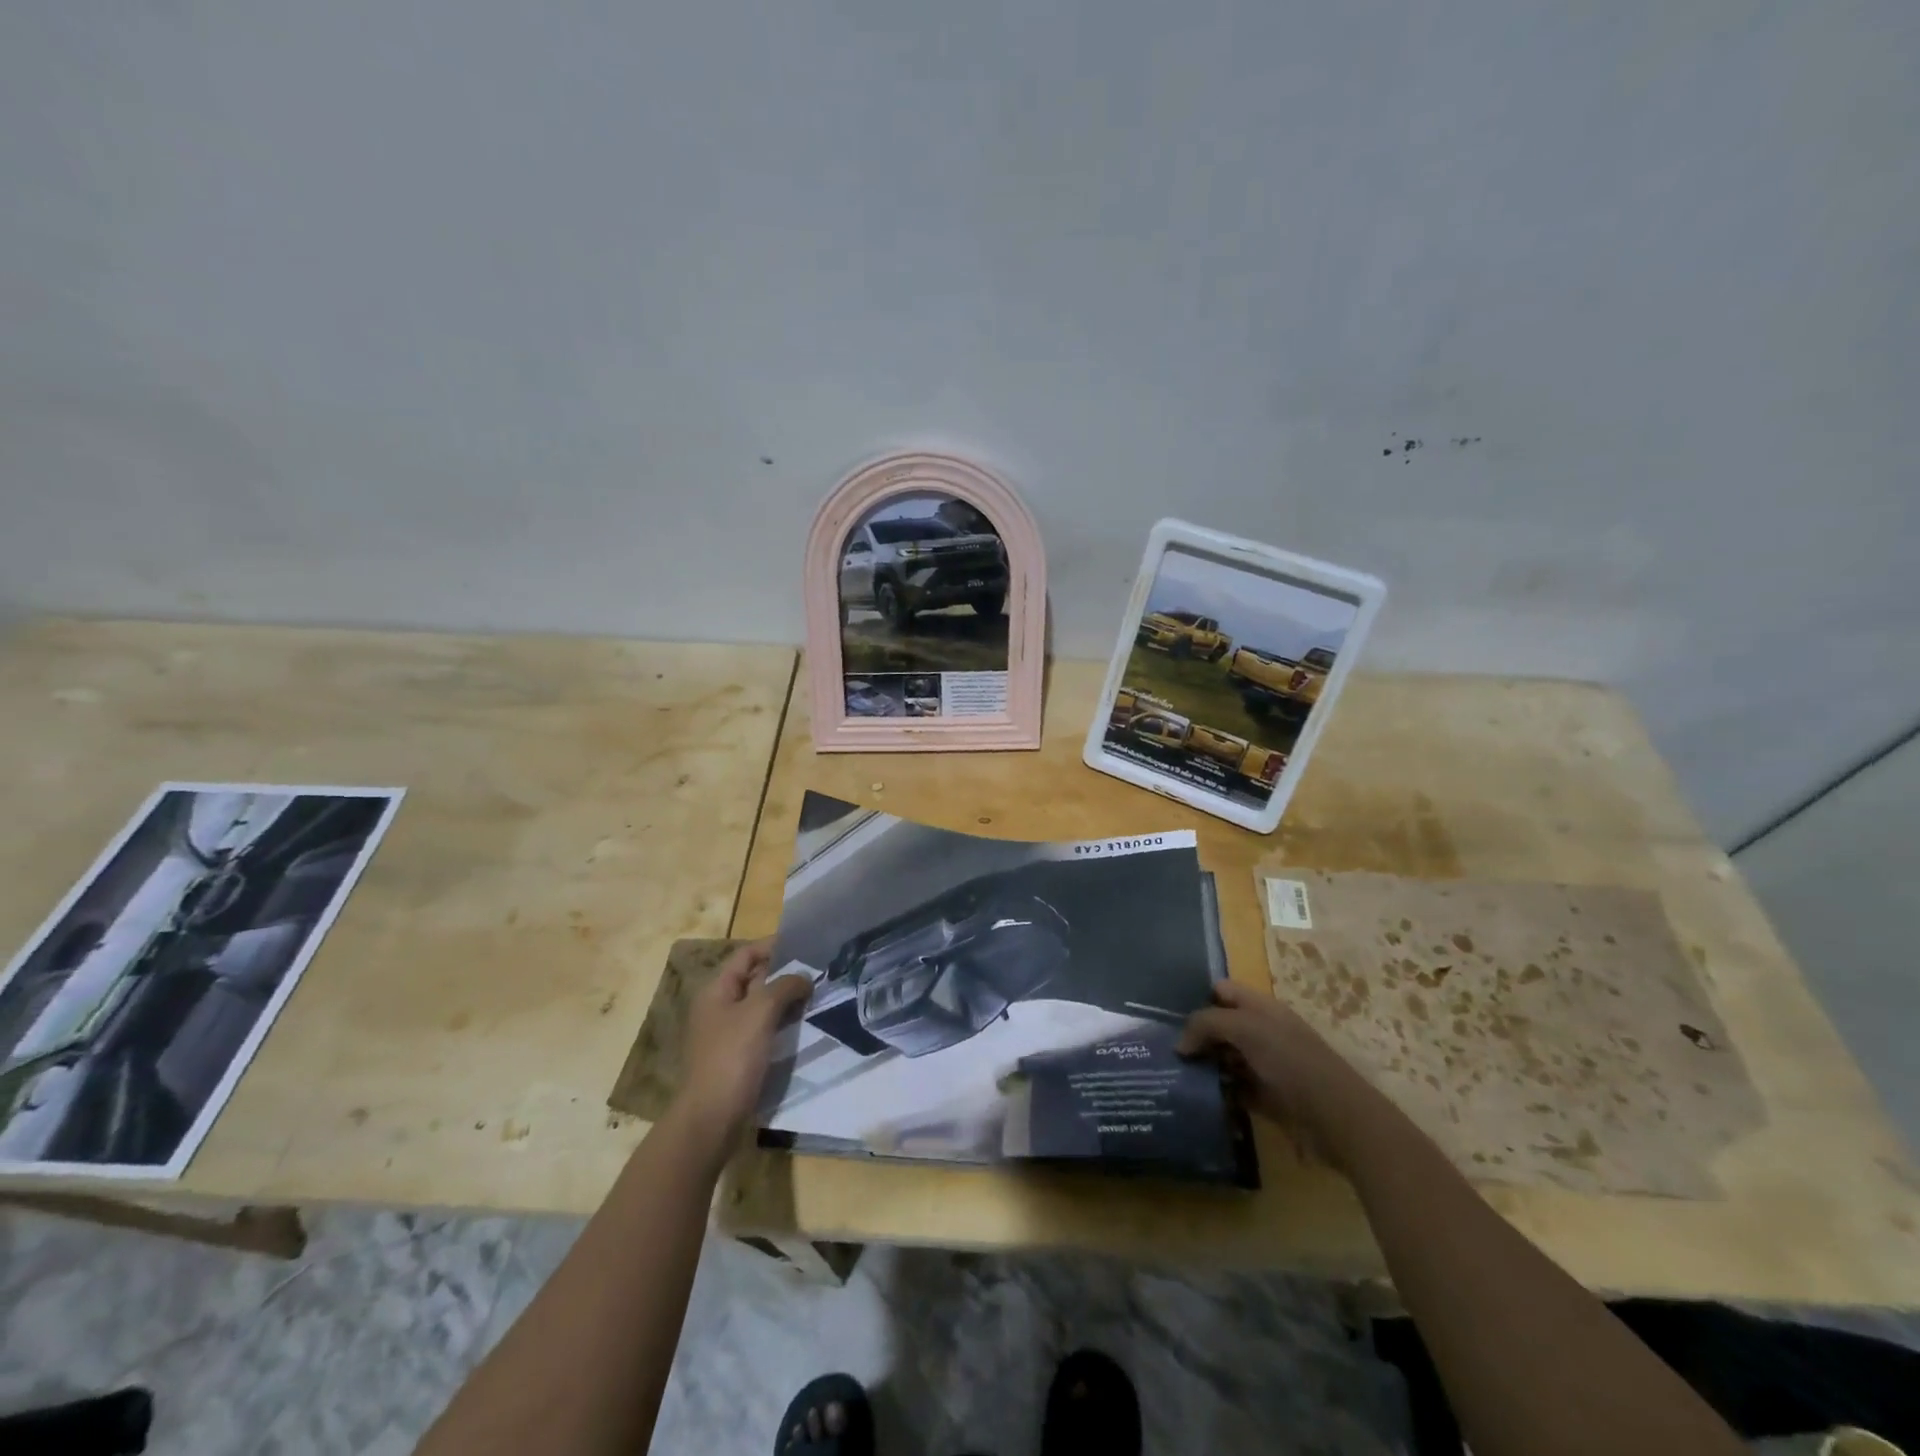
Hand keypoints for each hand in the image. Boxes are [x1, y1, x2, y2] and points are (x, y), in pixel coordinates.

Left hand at [675, 940, 810, 1143]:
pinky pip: (762, 1029)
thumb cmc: (732, 1057)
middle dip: (784, 973)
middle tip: (818, 970)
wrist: (711, 1118)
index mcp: (716, 990)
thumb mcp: (760, 1012)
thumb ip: (784, 986)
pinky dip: (782, 1022)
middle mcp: (718, 1007)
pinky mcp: (737, 1056)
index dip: (773, 946)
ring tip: (817, 995)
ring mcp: (727, 1033)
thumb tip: (804, 977)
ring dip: (785, 999)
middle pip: (753, 978)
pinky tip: (803, 1025)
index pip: (746, 955)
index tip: (805, 944)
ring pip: (760, 1005)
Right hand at [1177, 979, 1370, 1166]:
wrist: (1336, 1117)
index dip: (1197, 998)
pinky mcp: (1265, 1097)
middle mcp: (1261, 1031)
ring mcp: (1264, 1065)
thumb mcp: (1246, 1029)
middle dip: (1194, 1035)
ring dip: (1202, 1066)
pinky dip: (1216, 1092)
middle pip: (1220, 1026)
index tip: (1168, 1016)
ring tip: (1171, 1074)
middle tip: (1163, 1049)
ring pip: (1224, 1058)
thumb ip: (1207, 1024)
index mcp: (1260, 1007)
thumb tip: (1180, 1044)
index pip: (1221, 991)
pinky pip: (1233, 1089)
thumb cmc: (1291, 1061)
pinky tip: (1194, 1097)